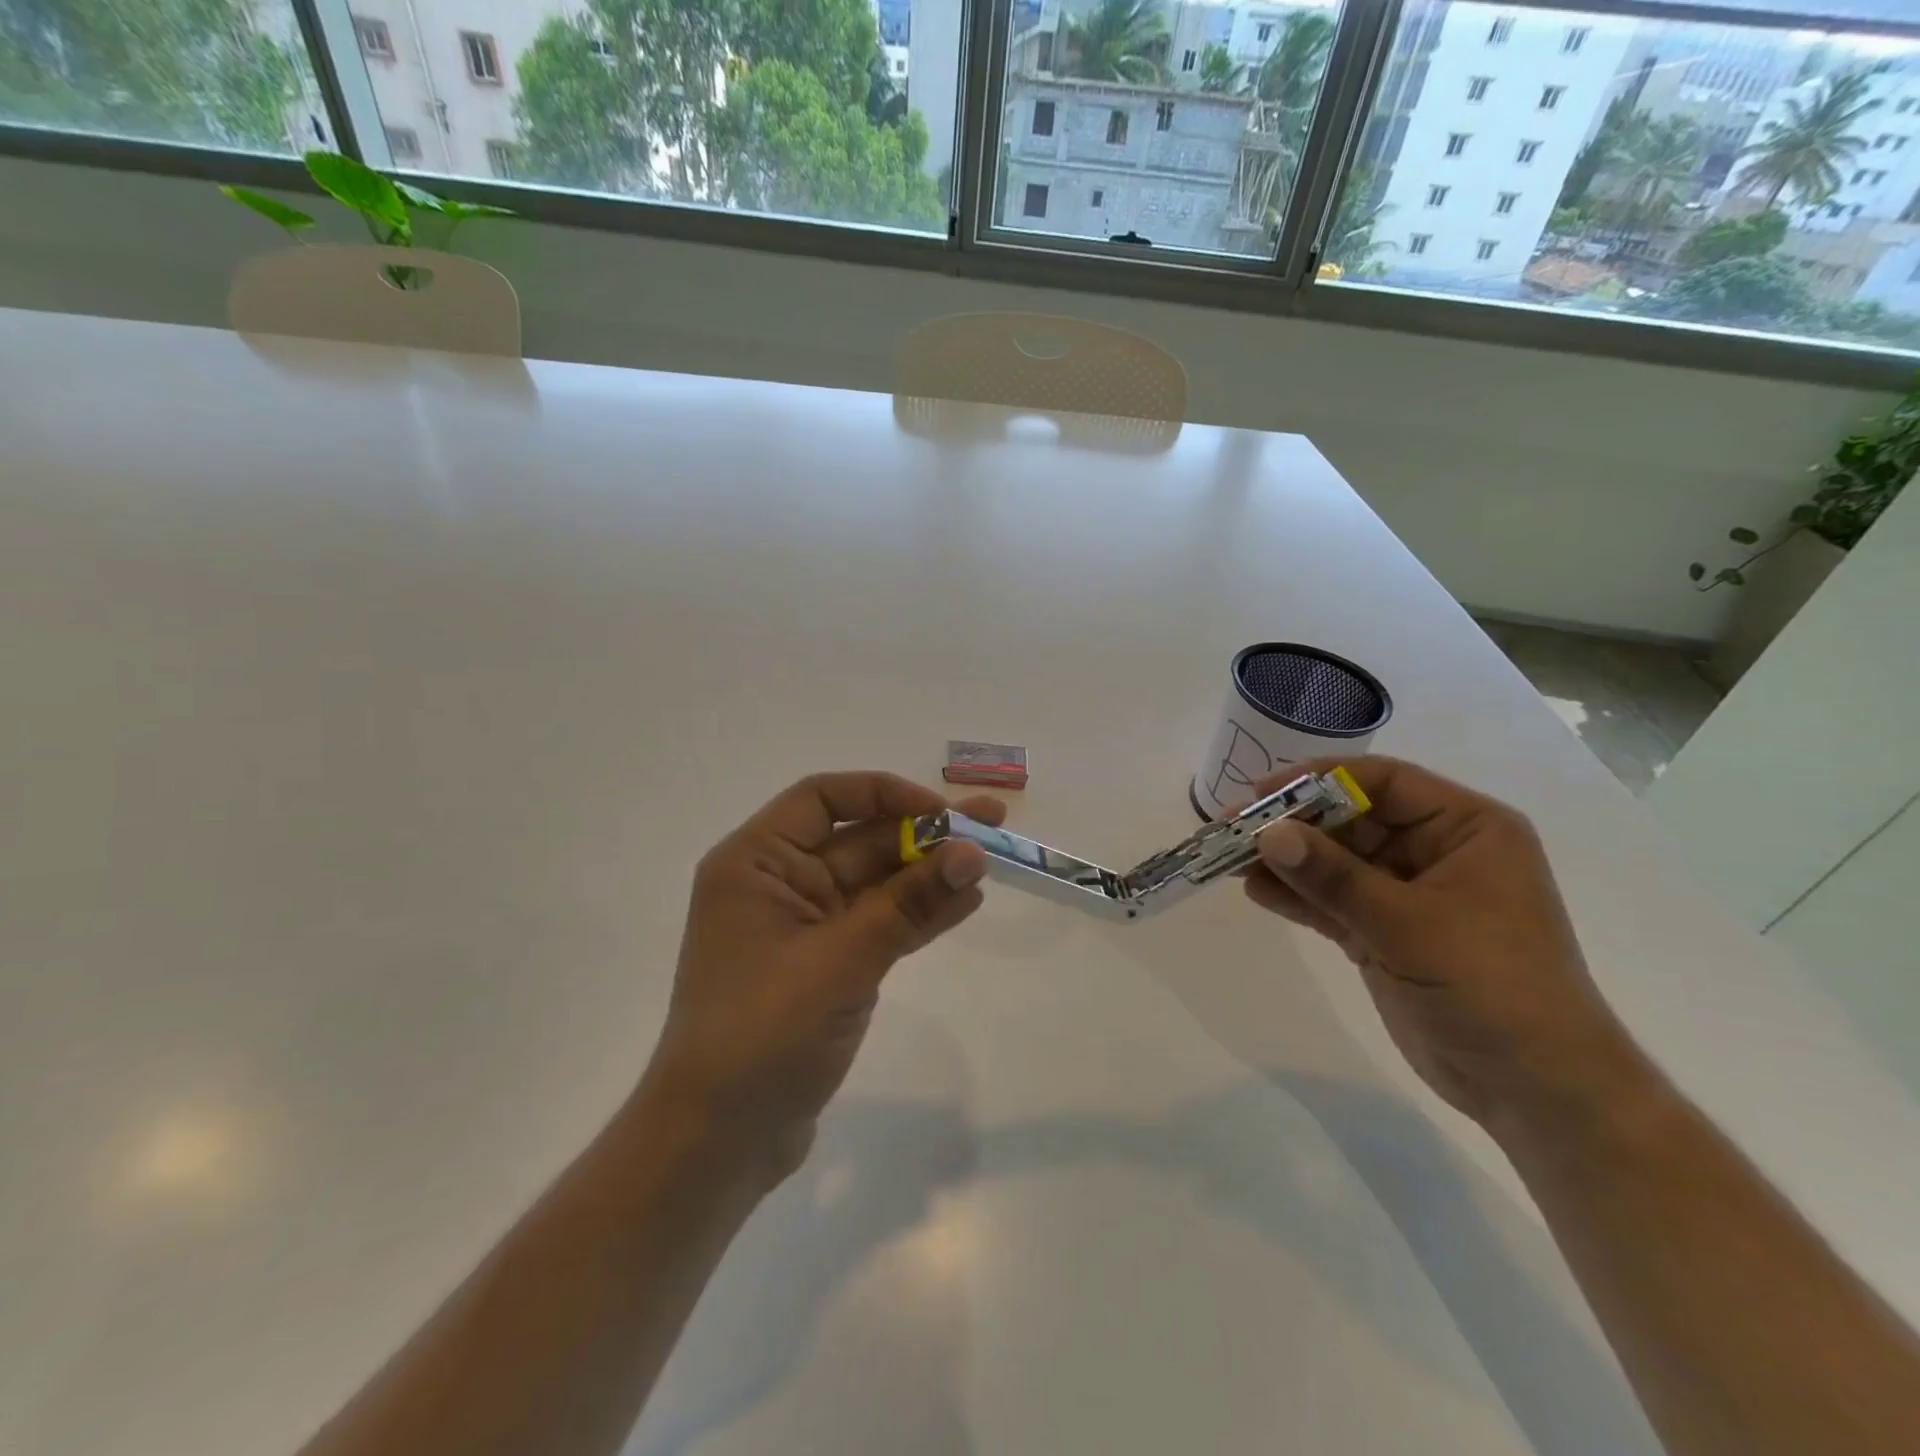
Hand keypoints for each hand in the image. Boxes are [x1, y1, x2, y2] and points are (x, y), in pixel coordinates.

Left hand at [641, 772, 997, 1186]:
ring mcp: (804, 927)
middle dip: (924, 834)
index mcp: (756, 862)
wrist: (719, 1141)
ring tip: (991, 862)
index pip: (823, 798)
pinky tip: (965, 902)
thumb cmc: (763, 1033)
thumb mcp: (841, 959)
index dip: (885, 794)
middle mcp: (778, 883)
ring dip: (929, 874)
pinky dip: (918, 913)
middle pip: (859, 839)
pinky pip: (879, 924)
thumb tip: (973, 852)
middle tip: (992, 823)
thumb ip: (909, 903)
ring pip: (876, 883)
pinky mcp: (826, 965)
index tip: (941, 812)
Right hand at [1243, 756, 1636, 1129]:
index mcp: (1465, 829)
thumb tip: (1267, 834)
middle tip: (1232, 830)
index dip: (1319, 780)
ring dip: (1287, 860)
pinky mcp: (1384, 932)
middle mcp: (1435, 851)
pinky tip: (1254, 890)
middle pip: (1350, 819)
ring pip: (1335, 861)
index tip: (1262, 794)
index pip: (1383, 782)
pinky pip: (1332, 901)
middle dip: (1293, 824)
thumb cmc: (1493, 987)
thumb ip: (1334, 878)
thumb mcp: (1410, 925)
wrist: (1534, 1089)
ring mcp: (1407, 894)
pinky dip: (1296, 896)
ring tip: (1230, 859)